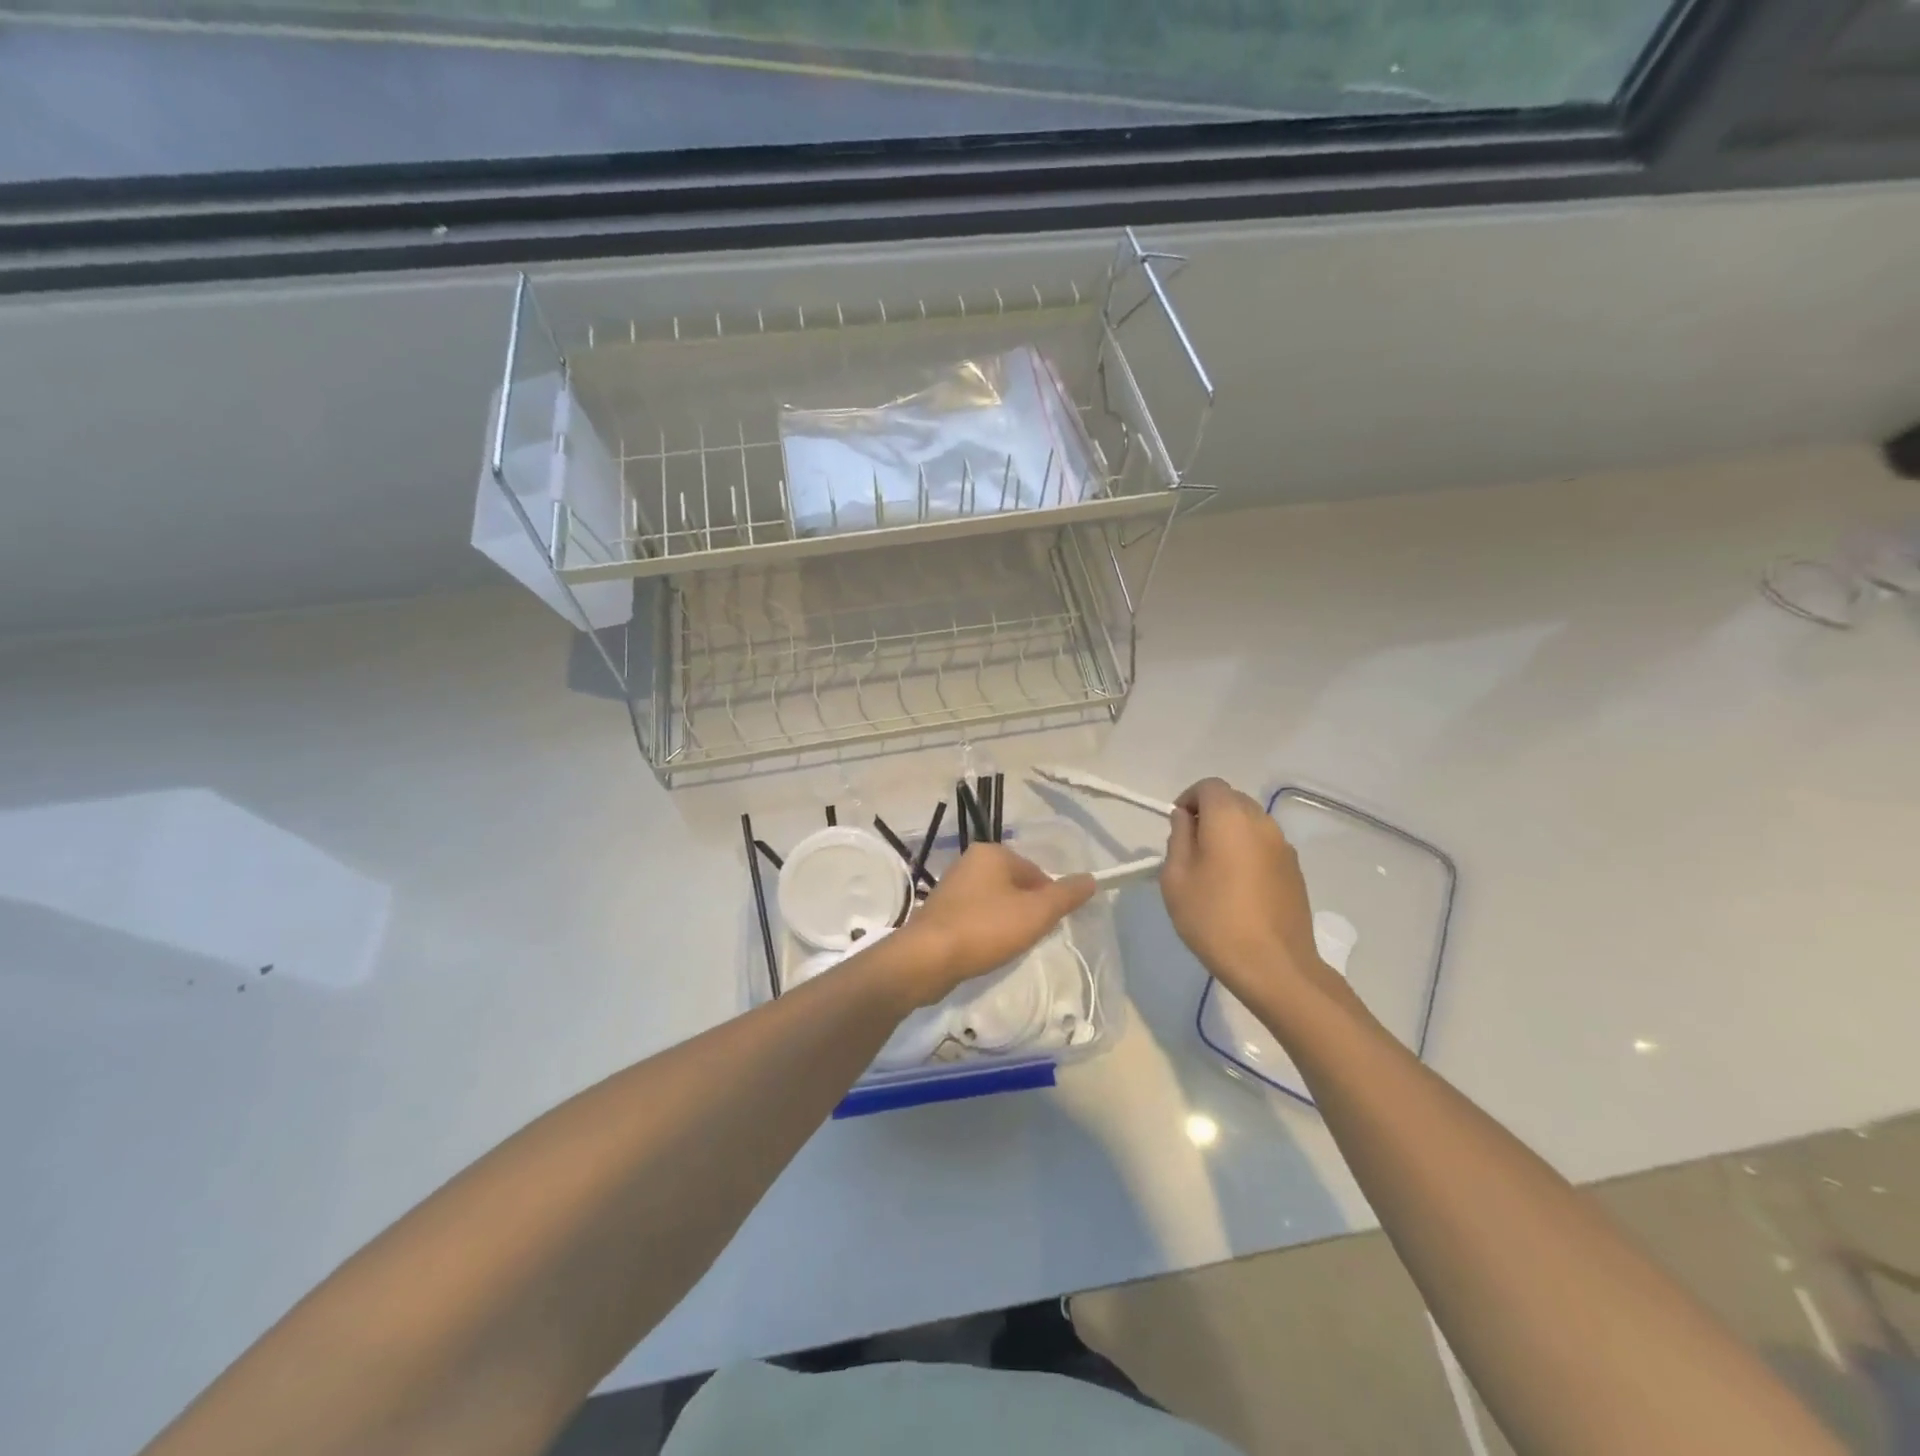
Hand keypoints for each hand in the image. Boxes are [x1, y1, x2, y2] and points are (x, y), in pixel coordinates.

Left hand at [885, 844, 1095, 1007]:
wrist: (927, 958)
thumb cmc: (985, 929)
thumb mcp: (1036, 913)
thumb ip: (1066, 895)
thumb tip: (1091, 879)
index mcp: (992, 853)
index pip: (1036, 872)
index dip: (1048, 900)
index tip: (1047, 926)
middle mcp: (969, 862)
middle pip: (1015, 886)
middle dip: (1026, 912)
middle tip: (1029, 939)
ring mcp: (951, 886)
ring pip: (995, 903)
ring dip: (1006, 923)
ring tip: (1007, 948)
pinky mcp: (939, 912)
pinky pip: (975, 917)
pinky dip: (985, 932)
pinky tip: (985, 951)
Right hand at [1161, 778, 1341, 1009]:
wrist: (1274, 965)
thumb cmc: (1214, 918)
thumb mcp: (1176, 878)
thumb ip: (1178, 838)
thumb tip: (1185, 819)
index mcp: (1230, 817)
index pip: (1209, 786)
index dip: (1188, 799)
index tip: (1176, 827)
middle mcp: (1261, 822)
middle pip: (1232, 800)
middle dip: (1209, 814)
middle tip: (1191, 848)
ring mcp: (1283, 846)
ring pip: (1251, 822)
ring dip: (1230, 833)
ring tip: (1214, 870)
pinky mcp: (1295, 870)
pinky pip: (1265, 846)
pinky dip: (1248, 852)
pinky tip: (1238, 887)